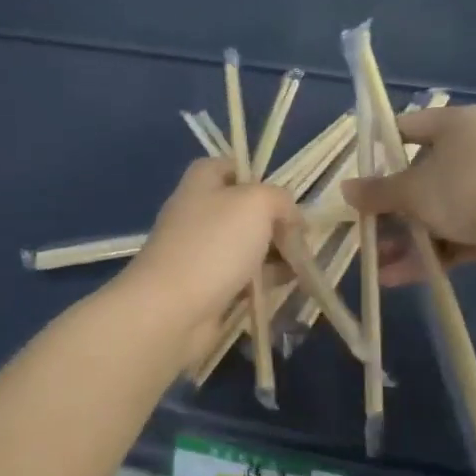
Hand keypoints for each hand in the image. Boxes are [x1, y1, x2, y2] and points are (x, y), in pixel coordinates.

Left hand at [119, 158, 300, 360]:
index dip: (262, 178)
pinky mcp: (206, 284)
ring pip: (248, 244)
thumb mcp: (257, 204)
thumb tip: (292, 218)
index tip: (287, 198)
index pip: (234, 166)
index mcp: (202, 181)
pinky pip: (243, 275)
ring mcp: (200, 250)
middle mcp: (198, 211)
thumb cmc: (214, 244)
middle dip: (277, 222)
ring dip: (276, 253)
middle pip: (246, 208)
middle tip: (302, 238)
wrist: (172, 309)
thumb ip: (281, 200)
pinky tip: (289, 284)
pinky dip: (265, 278)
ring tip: (304, 265)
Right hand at [341, 106, 475, 282]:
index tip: (356, 174)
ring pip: (435, 211)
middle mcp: (472, 150)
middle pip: (418, 176)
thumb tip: (344, 189)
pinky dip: (428, 252)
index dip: (378, 149)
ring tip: (376, 262)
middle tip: (363, 226)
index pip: (406, 128)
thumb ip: (377, 191)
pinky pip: (452, 234)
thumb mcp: (412, 190)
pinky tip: (397, 276)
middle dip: (389, 209)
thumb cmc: (466, 190)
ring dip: (405, 237)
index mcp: (455, 125)